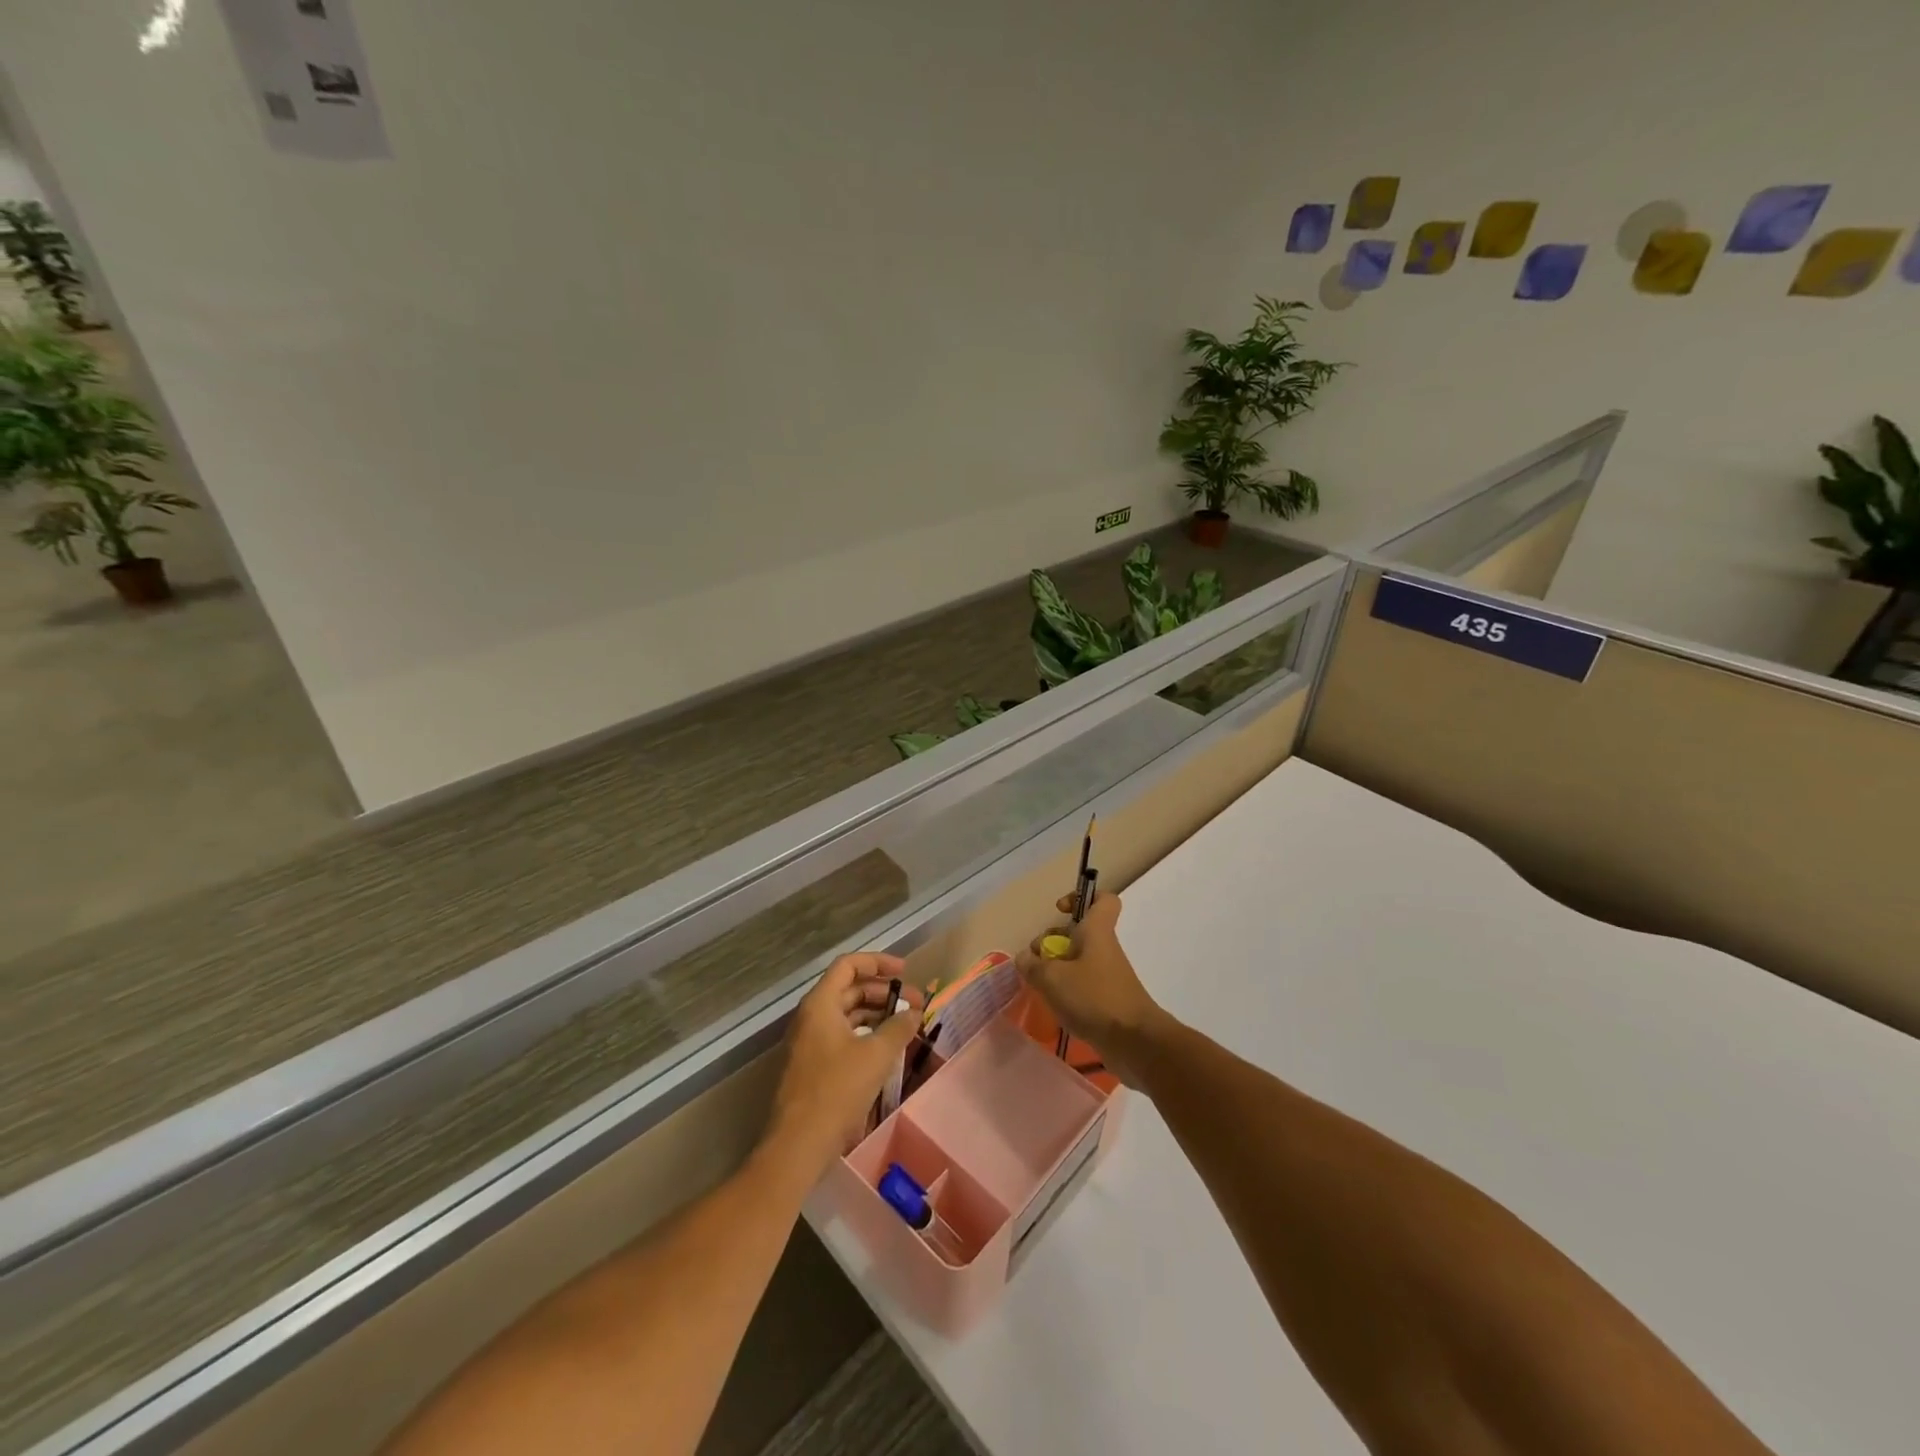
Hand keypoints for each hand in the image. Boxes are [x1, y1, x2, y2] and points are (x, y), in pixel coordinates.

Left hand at [765, 953, 922, 1178]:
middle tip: (916, 1005)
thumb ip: (899, 1028)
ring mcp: (809, 1042)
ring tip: (907, 1026)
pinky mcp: (813, 1065)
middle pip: (850, 989)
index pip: (848, 965)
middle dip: (884, 993)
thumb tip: (914, 1013)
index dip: (878, 962)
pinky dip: (866, 1035)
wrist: (798, 1144)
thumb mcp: (876, 1055)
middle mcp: (811, 1016)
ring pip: (847, 1014)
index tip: (905, 972)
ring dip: (877, 1015)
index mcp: (820, 1004)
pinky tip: (888, 1050)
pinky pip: (843, 1037)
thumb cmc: (836, 1090)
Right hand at [1015, 893, 1168, 1086]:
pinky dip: (1068, 991)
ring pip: (1079, 960)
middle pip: (1079, 933)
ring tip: (1040, 986)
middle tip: (1037, 960)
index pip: (1103, 899)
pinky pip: (1084, 985)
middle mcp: (1104, 948)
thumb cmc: (1094, 998)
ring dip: (1058, 969)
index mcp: (1097, 931)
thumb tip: (1025, 958)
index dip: (1081, 898)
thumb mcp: (1052, 979)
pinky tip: (1054, 1006)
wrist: (1135, 1042)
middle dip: (1054, 941)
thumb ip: (1033, 965)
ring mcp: (1109, 975)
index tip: (1060, 912)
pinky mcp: (1109, 1000)